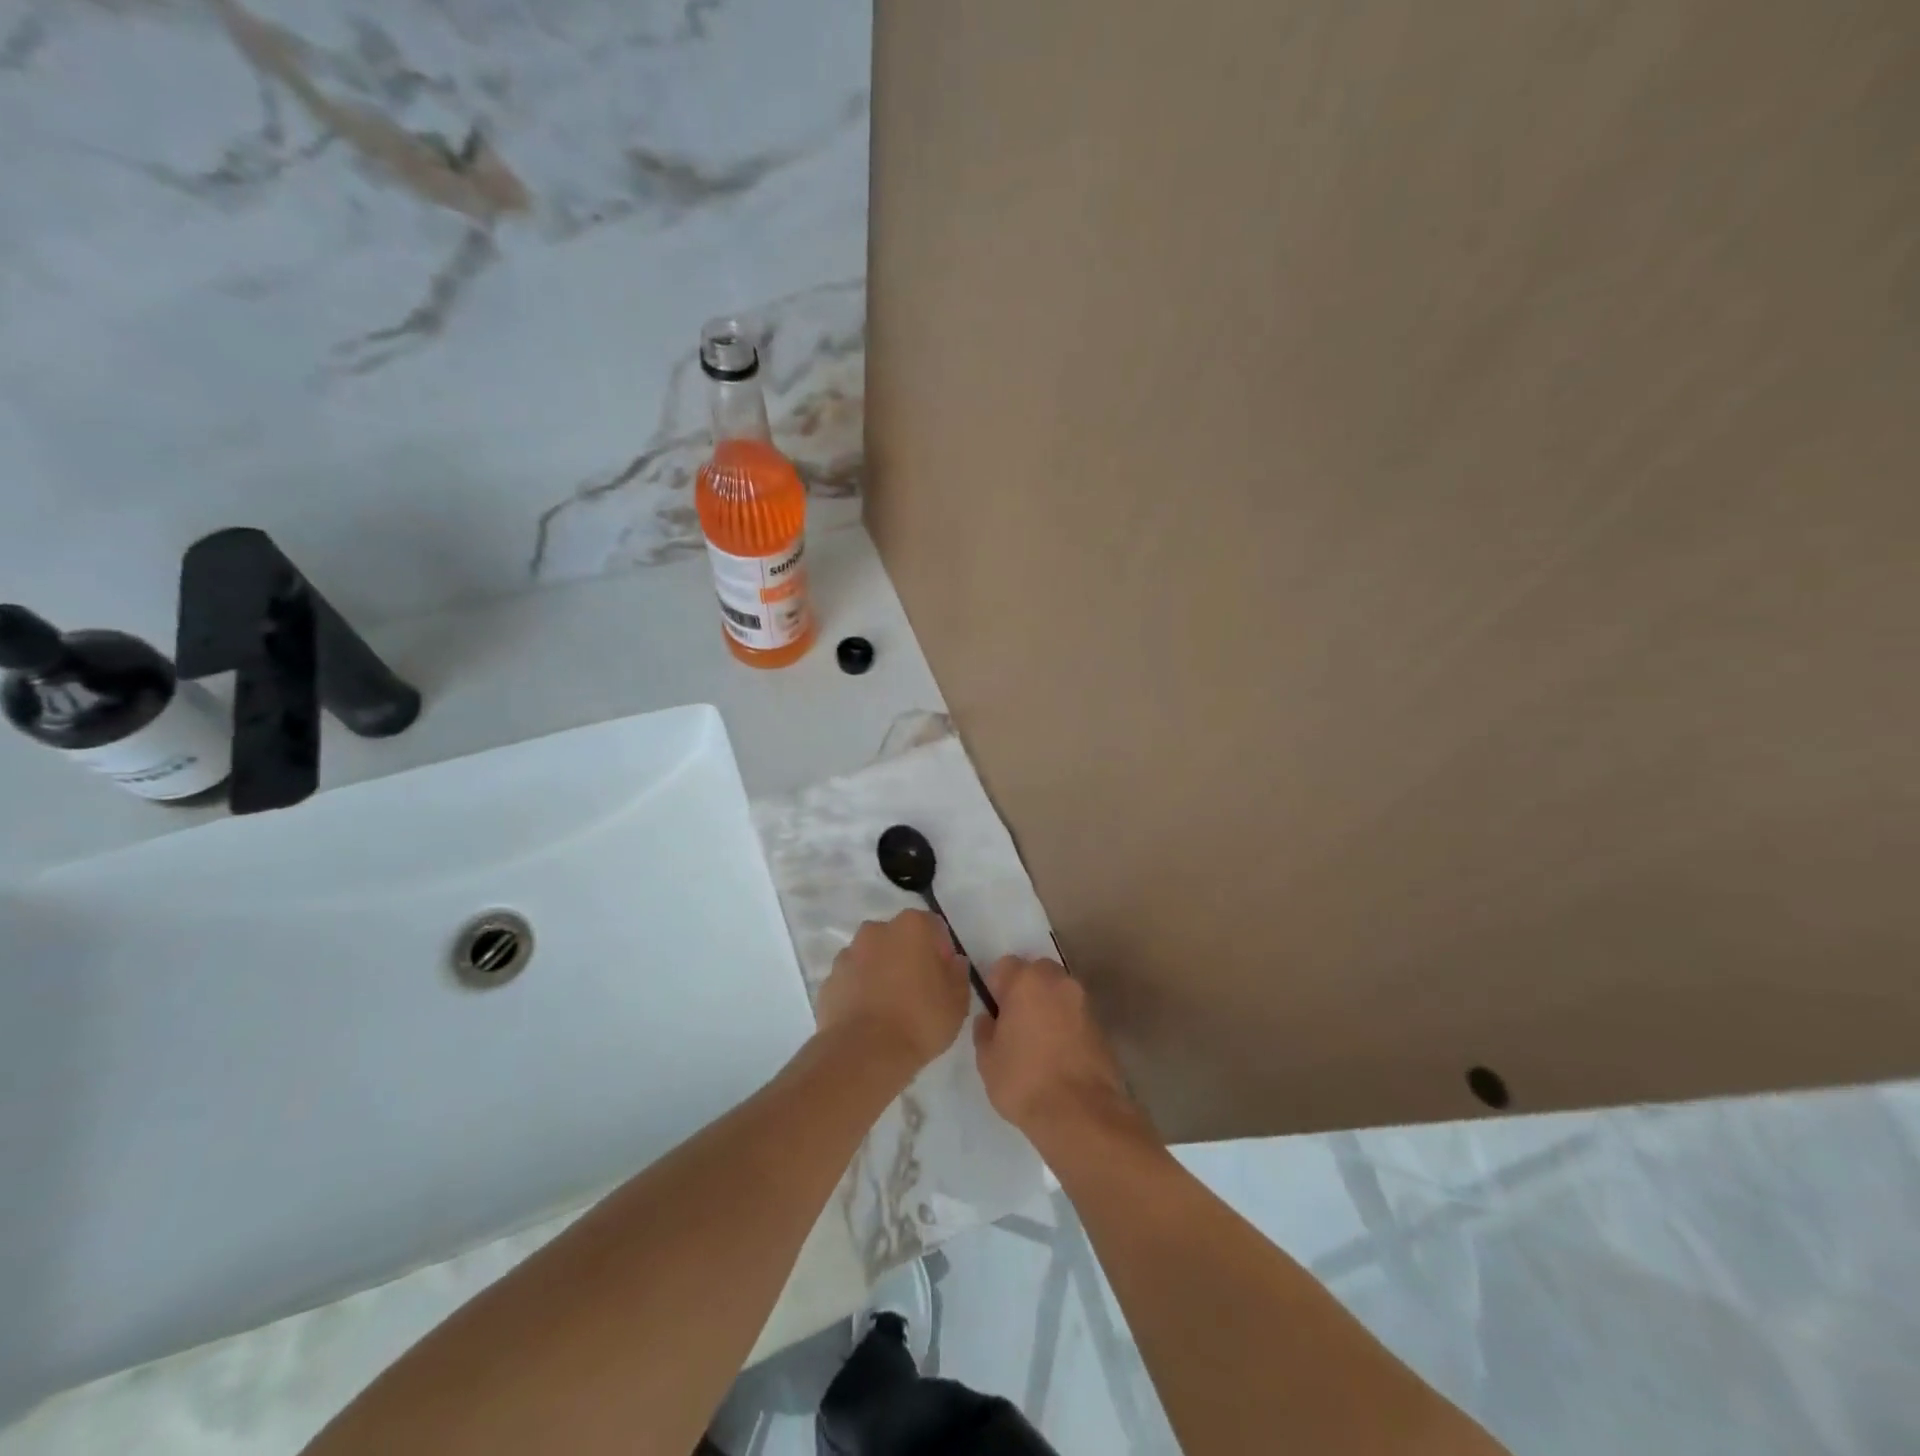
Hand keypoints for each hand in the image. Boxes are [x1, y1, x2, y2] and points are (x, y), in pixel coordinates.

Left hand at [816, 910, 970, 1074]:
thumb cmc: (920, 1019)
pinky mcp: (829, 980)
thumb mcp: (957, 1000)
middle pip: (899, 937)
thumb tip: (952, 962)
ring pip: (872, 956)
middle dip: (908, 956)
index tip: (944, 977)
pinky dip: (860, 990)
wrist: (864, 1053)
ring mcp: (848, 954)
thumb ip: (958, 973)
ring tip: (891, 1007)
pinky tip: (869, 1017)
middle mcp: (877, 930)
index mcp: (912, 926)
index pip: (932, 926)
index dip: (941, 951)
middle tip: (919, 991)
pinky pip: (852, 979)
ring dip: (882, 972)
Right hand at [973, 956, 1142, 1144]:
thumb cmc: (1024, 1081)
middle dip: (1025, 990)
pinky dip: (1066, 1024)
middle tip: (1015, 1023)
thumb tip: (989, 1019)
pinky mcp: (1101, 1025)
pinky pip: (1075, 1013)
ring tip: (1038, 1041)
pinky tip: (1058, 1053)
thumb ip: (985, 1031)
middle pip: (1036, 972)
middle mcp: (1057, 981)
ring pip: (1058, 992)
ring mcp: (1083, 1001)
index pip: (1004, 966)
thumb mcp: (987, 1060)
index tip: (994, 1011)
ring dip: (1048, 1005)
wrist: (1080, 1113)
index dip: (996, 986)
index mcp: (1026, 981)